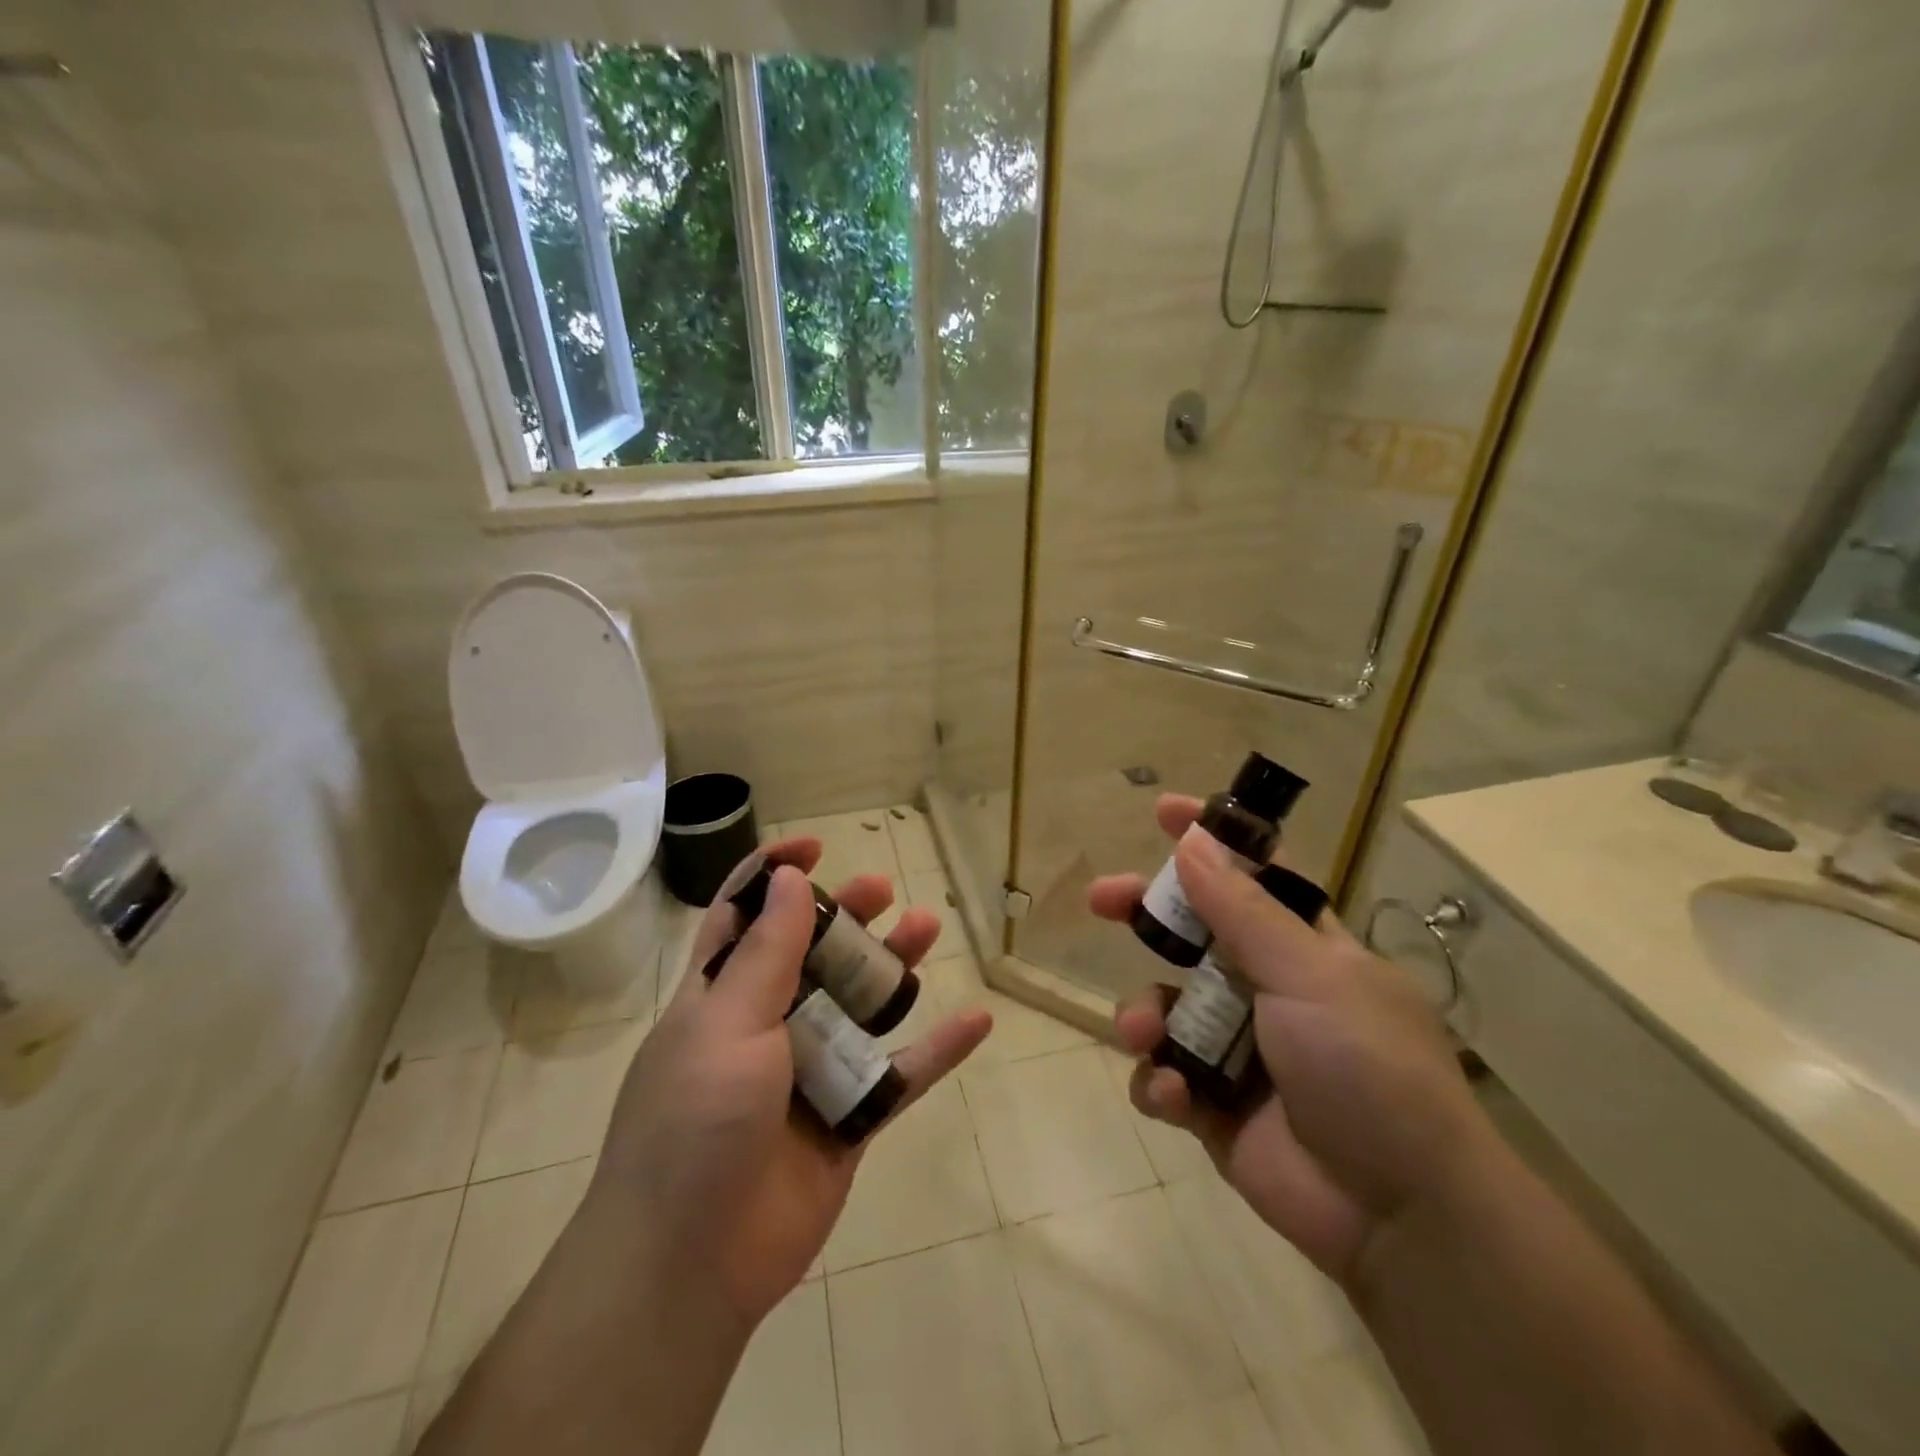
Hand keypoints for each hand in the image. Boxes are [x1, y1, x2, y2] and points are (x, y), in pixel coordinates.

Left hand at [592, 840, 992, 1327]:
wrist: (691, 1265)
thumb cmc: (695, 1123)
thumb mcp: (726, 1024)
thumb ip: (765, 953)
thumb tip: (787, 878)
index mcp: (721, 996)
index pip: (743, 916)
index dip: (773, 875)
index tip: (815, 850)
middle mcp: (767, 1024)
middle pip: (814, 952)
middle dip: (847, 915)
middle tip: (884, 891)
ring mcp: (811, 1071)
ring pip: (863, 1004)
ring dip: (896, 967)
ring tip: (929, 928)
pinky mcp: (849, 1118)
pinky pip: (902, 1074)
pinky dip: (939, 1049)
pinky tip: (978, 1020)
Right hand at [1090, 797, 1487, 1286]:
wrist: (1402, 1213)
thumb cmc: (1368, 1067)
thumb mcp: (1310, 975)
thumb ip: (1242, 911)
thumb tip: (1191, 842)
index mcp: (1304, 949)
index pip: (1255, 875)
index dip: (1212, 840)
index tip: (1163, 811)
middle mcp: (1267, 990)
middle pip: (1190, 935)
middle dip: (1144, 914)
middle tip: (1102, 899)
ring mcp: (1237, 1049)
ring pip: (1164, 1008)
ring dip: (1144, 1015)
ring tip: (1145, 1033)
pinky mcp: (1214, 1107)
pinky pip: (1164, 1078)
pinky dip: (1160, 1084)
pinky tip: (1177, 1097)